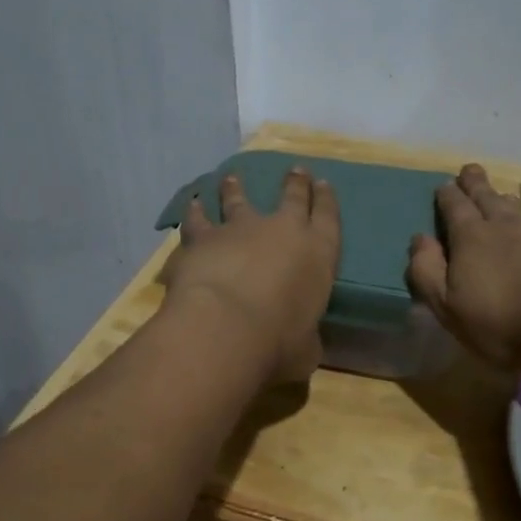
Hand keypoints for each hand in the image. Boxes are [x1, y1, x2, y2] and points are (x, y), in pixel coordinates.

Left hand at [169, 167, 340, 383]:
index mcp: (318, 253)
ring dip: (236, 188)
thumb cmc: (280, 343)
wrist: (227, 328)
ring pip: (239, 200)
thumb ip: (306, 338)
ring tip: (232, 178)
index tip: (323, 183)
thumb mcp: (307, 349)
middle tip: (295, 171)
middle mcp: (282, 231)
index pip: (328, 218)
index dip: (326, 200)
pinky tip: (192, 204)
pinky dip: (195, 211)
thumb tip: (302, 342)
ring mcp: (240, 229)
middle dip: (295, 183)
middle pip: (292, 198)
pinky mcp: (204, 237)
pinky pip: (198, 219)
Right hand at [407, 164, 520, 368]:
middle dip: (475, 184)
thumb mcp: (449, 305)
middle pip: (486, 197)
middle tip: (470, 169)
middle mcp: (505, 226)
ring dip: (506, 200)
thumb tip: (419, 239)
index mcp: (470, 238)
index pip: (454, 208)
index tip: (444, 184)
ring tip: (503, 195)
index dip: (447, 196)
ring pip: (519, 210)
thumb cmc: (504, 320)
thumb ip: (427, 272)